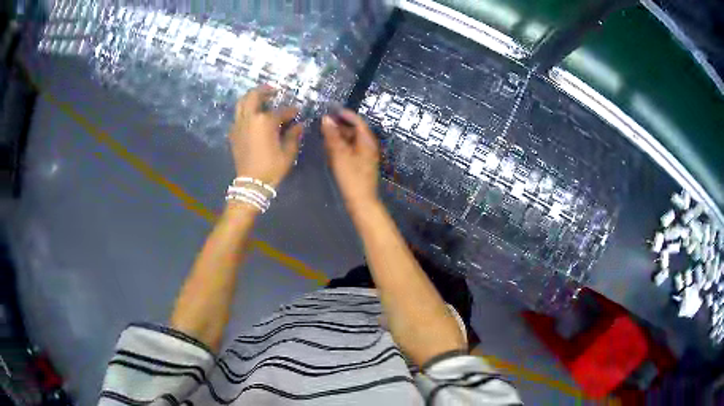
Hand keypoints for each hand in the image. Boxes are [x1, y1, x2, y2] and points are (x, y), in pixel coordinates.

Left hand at [229, 85, 302, 186]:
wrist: (251, 183)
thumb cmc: (271, 167)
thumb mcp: (288, 152)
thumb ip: (293, 135)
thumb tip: (299, 125)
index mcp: (265, 121)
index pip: (281, 111)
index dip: (291, 111)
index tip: (297, 111)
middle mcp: (250, 118)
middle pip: (254, 96)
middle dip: (264, 90)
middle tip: (273, 90)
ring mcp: (239, 124)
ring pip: (242, 102)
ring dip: (251, 97)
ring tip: (261, 97)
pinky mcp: (233, 133)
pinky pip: (238, 115)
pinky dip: (245, 110)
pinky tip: (252, 116)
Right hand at [321, 110, 380, 215]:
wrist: (361, 202)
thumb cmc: (351, 177)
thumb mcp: (339, 154)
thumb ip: (332, 135)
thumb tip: (326, 118)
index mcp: (367, 141)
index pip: (358, 121)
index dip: (346, 114)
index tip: (332, 110)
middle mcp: (368, 146)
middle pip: (354, 130)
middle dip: (340, 126)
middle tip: (324, 124)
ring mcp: (365, 156)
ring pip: (351, 141)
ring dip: (339, 137)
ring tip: (324, 135)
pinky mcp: (360, 165)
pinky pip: (350, 150)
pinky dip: (341, 147)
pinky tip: (330, 150)